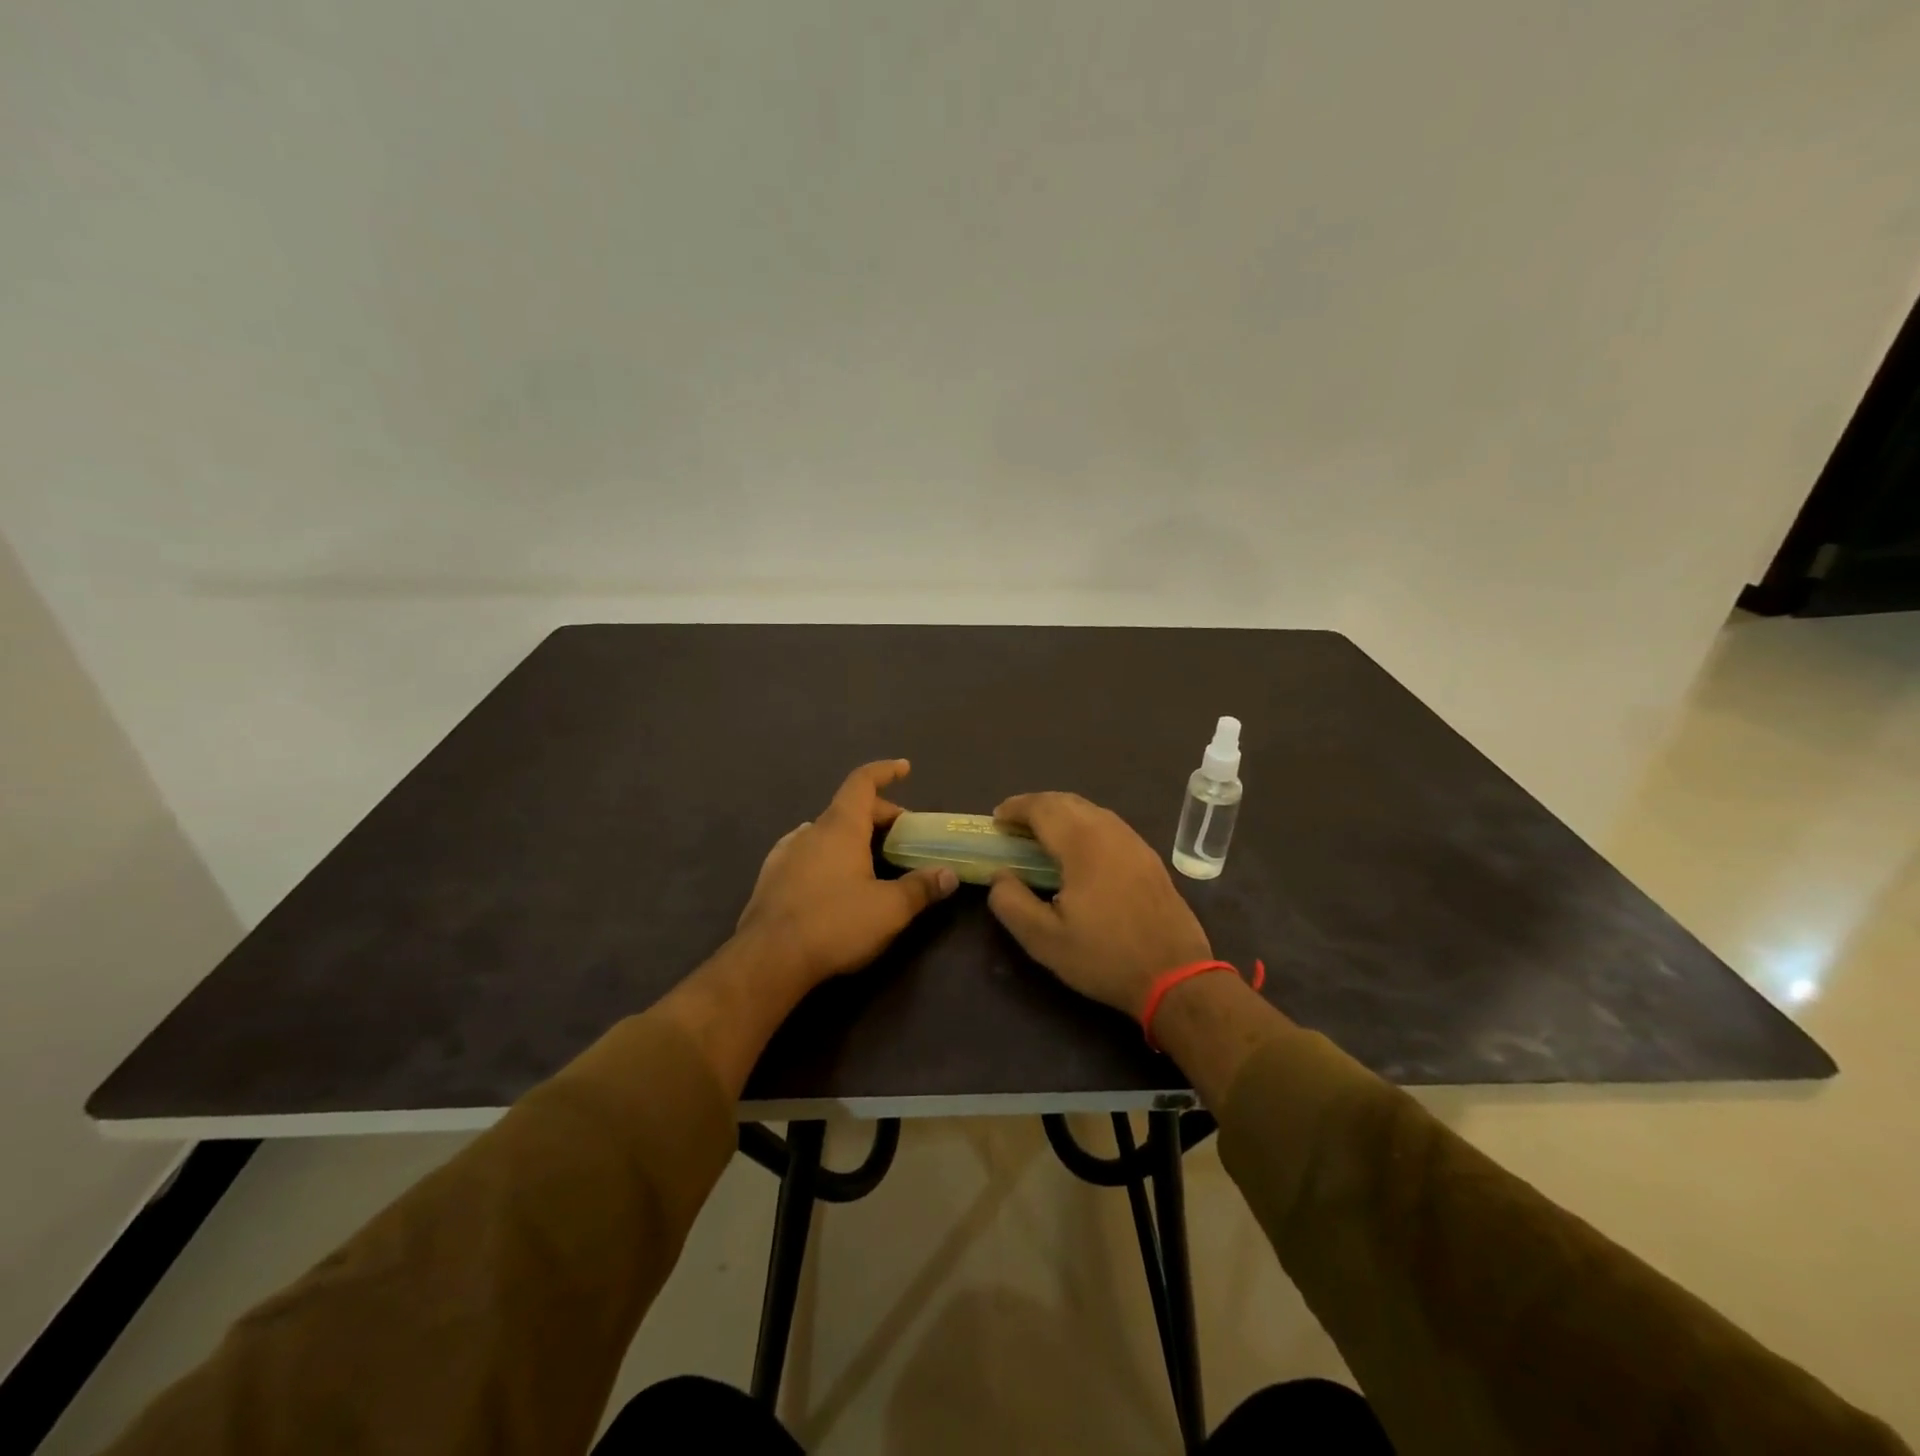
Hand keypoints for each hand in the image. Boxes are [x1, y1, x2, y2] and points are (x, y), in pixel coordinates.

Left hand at [734, 759, 958, 986]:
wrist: (768, 959)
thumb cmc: (834, 924)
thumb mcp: (889, 909)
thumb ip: (921, 887)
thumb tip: (949, 874)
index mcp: (840, 827)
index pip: (862, 782)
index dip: (885, 771)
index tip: (904, 768)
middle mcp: (811, 831)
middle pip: (848, 808)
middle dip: (879, 815)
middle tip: (903, 836)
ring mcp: (786, 853)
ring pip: (826, 831)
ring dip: (851, 835)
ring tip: (871, 857)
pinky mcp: (771, 877)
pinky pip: (806, 852)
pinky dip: (827, 854)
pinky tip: (832, 876)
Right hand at [987, 792, 1211, 1019]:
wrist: (1176, 976)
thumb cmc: (1105, 957)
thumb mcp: (1044, 940)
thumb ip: (1011, 903)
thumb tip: (1000, 876)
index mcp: (1083, 845)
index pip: (1042, 808)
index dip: (1015, 808)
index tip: (995, 820)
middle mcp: (1110, 832)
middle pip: (1067, 801)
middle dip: (1035, 805)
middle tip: (1013, 825)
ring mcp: (1134, 842)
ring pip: (1090, 810)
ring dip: (1060, 813)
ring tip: (1040, 834)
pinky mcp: (1148, 857)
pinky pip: (1108, 824)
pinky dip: (1083, 824)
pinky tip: (1077, 850)